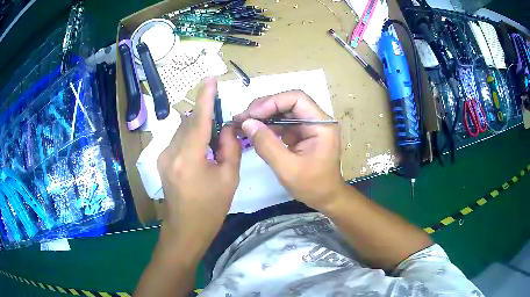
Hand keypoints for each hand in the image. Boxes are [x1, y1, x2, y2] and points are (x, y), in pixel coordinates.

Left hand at [157, 79, 240, 243]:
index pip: (199, 119)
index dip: (206, 97)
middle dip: (206, 116)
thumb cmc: (211, 208)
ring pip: (182, 130)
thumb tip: (228, 127)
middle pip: (190, 122)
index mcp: (189, 157)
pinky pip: (177, 140)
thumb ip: (229, 147)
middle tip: (222, 122)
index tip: (211, 79)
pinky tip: (201, 150)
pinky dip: (191, 138)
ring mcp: (163, 156)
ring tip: (213, 142)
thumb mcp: (229, 178)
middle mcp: (171, 152)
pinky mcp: (162, 161)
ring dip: (198, 128)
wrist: (186, 229)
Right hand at [234, 91, 344, 209]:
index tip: (251, 114)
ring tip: (243, 123)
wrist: (325, 198)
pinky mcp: (302, 134)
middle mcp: (317, 120)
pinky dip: (267, 126)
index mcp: (321, 125)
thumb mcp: (287, 168)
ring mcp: (309, 126)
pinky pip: (283, 124)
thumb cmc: (312, 186)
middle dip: (264, 108)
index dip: (272, 102)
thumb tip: (247, 123)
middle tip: (242, 118)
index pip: (297, 99)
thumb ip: (266, 144)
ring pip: (284, 112)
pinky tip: (253, 130)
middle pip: (289, 102)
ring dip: (263, 116)